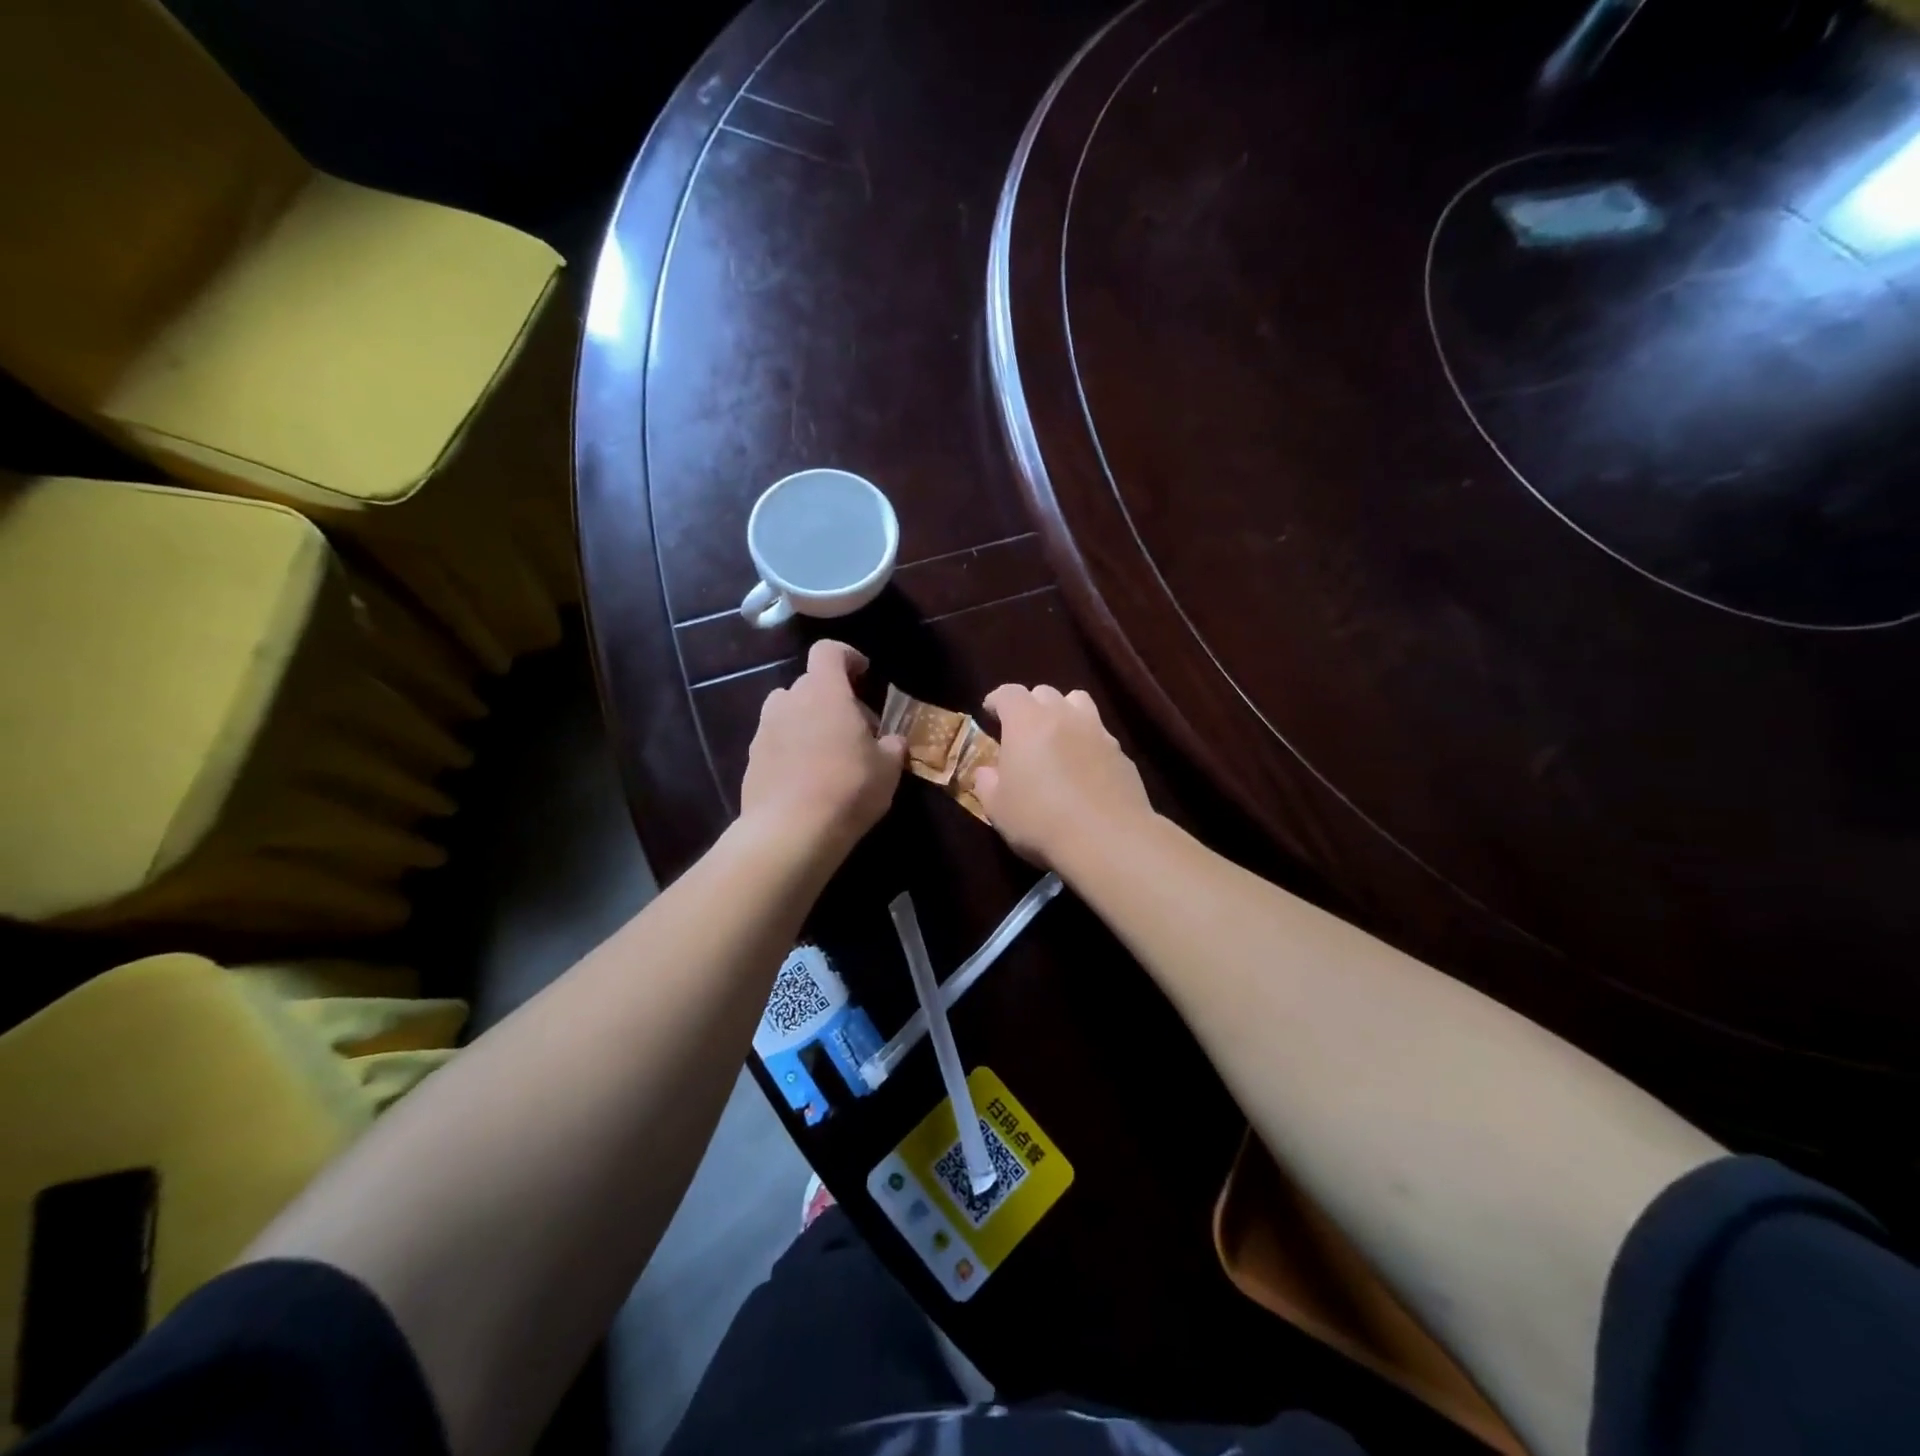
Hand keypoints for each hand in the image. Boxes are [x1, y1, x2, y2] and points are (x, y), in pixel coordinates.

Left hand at [740, 640, 904, 853]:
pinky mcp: (752, 760)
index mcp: (824, 692)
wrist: (790, 831)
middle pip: (810, 684)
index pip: (828, 651)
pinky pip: (776, 741)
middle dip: (833, 699)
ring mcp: (764, 730)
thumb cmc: (848, 788)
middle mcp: (789, 701)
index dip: (847, 656)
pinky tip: (808, 779)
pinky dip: (792, 749)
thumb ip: (891, 746)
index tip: (863, 673)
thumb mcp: (888, 769)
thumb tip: (892, 741)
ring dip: (809, 722)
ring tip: (829, 752)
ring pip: (789, 712)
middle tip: (856, 729)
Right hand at [974, 684, 1153, 869]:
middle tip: (1022, 730)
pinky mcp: (1122, 754)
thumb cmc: (1040, 820)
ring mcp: (1098, 732)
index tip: (989, 712)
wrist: (1107, 840)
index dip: (997, 700)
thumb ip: (987, 783)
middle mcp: (1064, 716)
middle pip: (1045, 693)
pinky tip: (1084, 769)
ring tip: (1057, 737)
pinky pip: (1100, 735)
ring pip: (1079, 703)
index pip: (1008, 693)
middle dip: (1030, 705)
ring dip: (1064, 712)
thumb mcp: (997, 808)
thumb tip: (988, 772)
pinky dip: (1087, 742)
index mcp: (1026, 722)